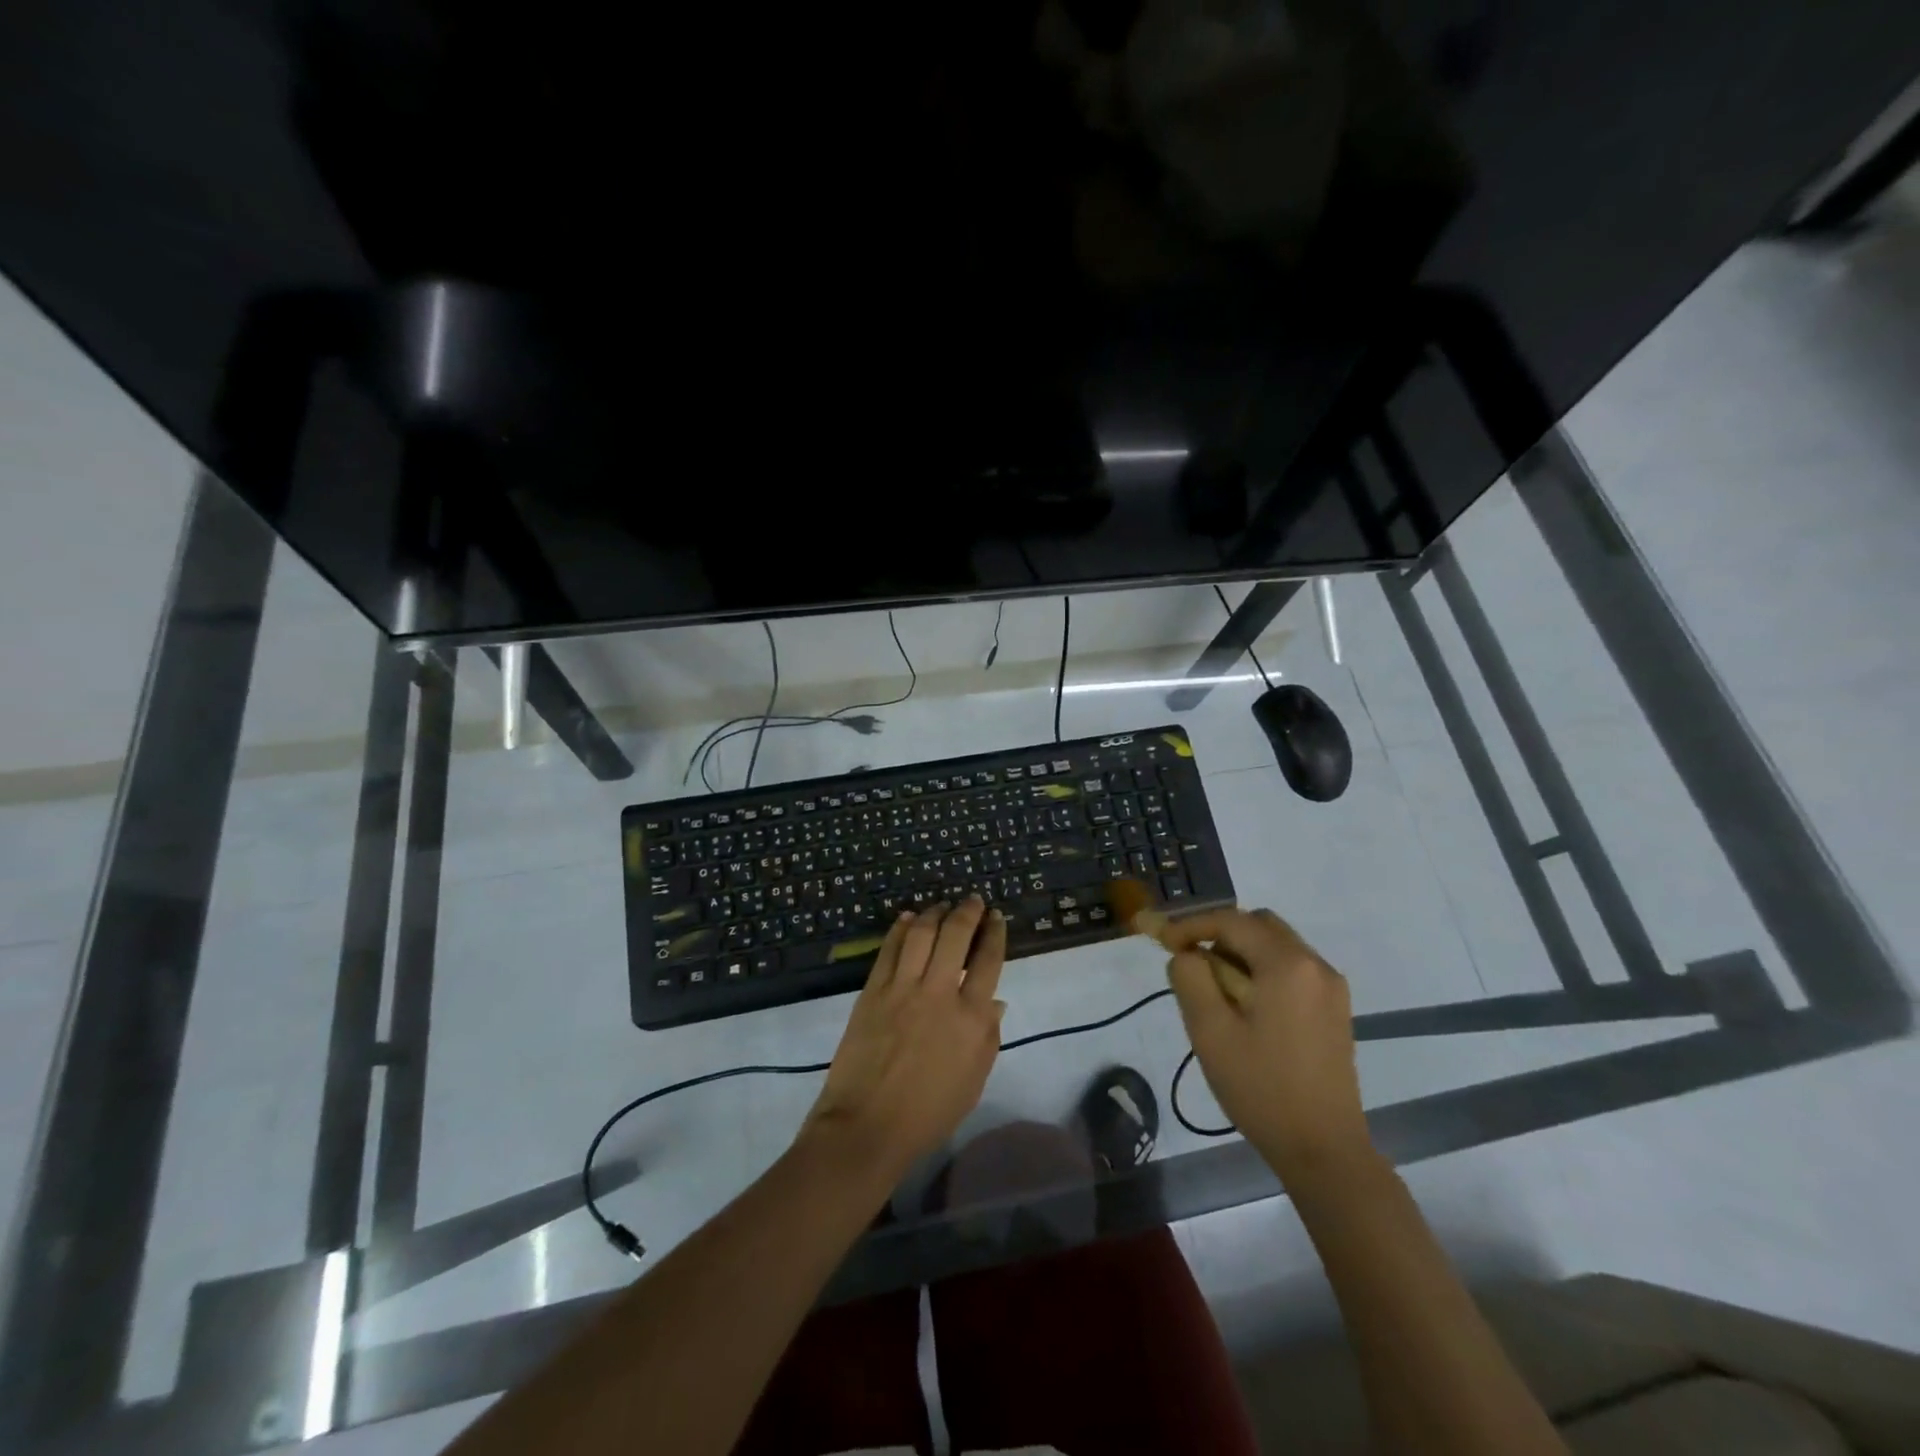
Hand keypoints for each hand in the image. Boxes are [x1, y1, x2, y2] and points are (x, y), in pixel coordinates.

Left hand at [807, 898, 1006, 1177]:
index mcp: (971, 1018)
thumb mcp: (973, 1081)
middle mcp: (940, 993)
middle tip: (973, 901)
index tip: (996, 918)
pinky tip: (907, 918)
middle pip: (956, 936)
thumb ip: (988, 1037)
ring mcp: (903, 988)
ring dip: (934, 913)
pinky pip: (889, 950)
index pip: (988, 961)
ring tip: (941, 905)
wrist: (868, 1126)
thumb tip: (996, 1002)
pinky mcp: (873, 991)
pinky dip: (900, 929)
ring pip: (922, 934)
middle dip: (968, 912)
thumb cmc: (928, 1112)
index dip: (994, 934)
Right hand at [1161, 908, 1374, 1184]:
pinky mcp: (1334, 1009)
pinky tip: (1244, 1008)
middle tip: (1190, 964)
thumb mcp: (1210, 1031)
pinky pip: (1291, 969)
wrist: (1324, 1150)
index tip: (1162, 942)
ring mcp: (1330, 987)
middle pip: (1258, 925)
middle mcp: (1315, 964)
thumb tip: (1187, 954)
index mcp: (1287, 964)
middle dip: (1219, 935)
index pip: (1231, 920)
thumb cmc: (1261, 1088)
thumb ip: (1190, 977)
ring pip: (1275, 945)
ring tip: (1214, 991)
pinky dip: (1261, 971)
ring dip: (1240, 954)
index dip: (1191, 925)